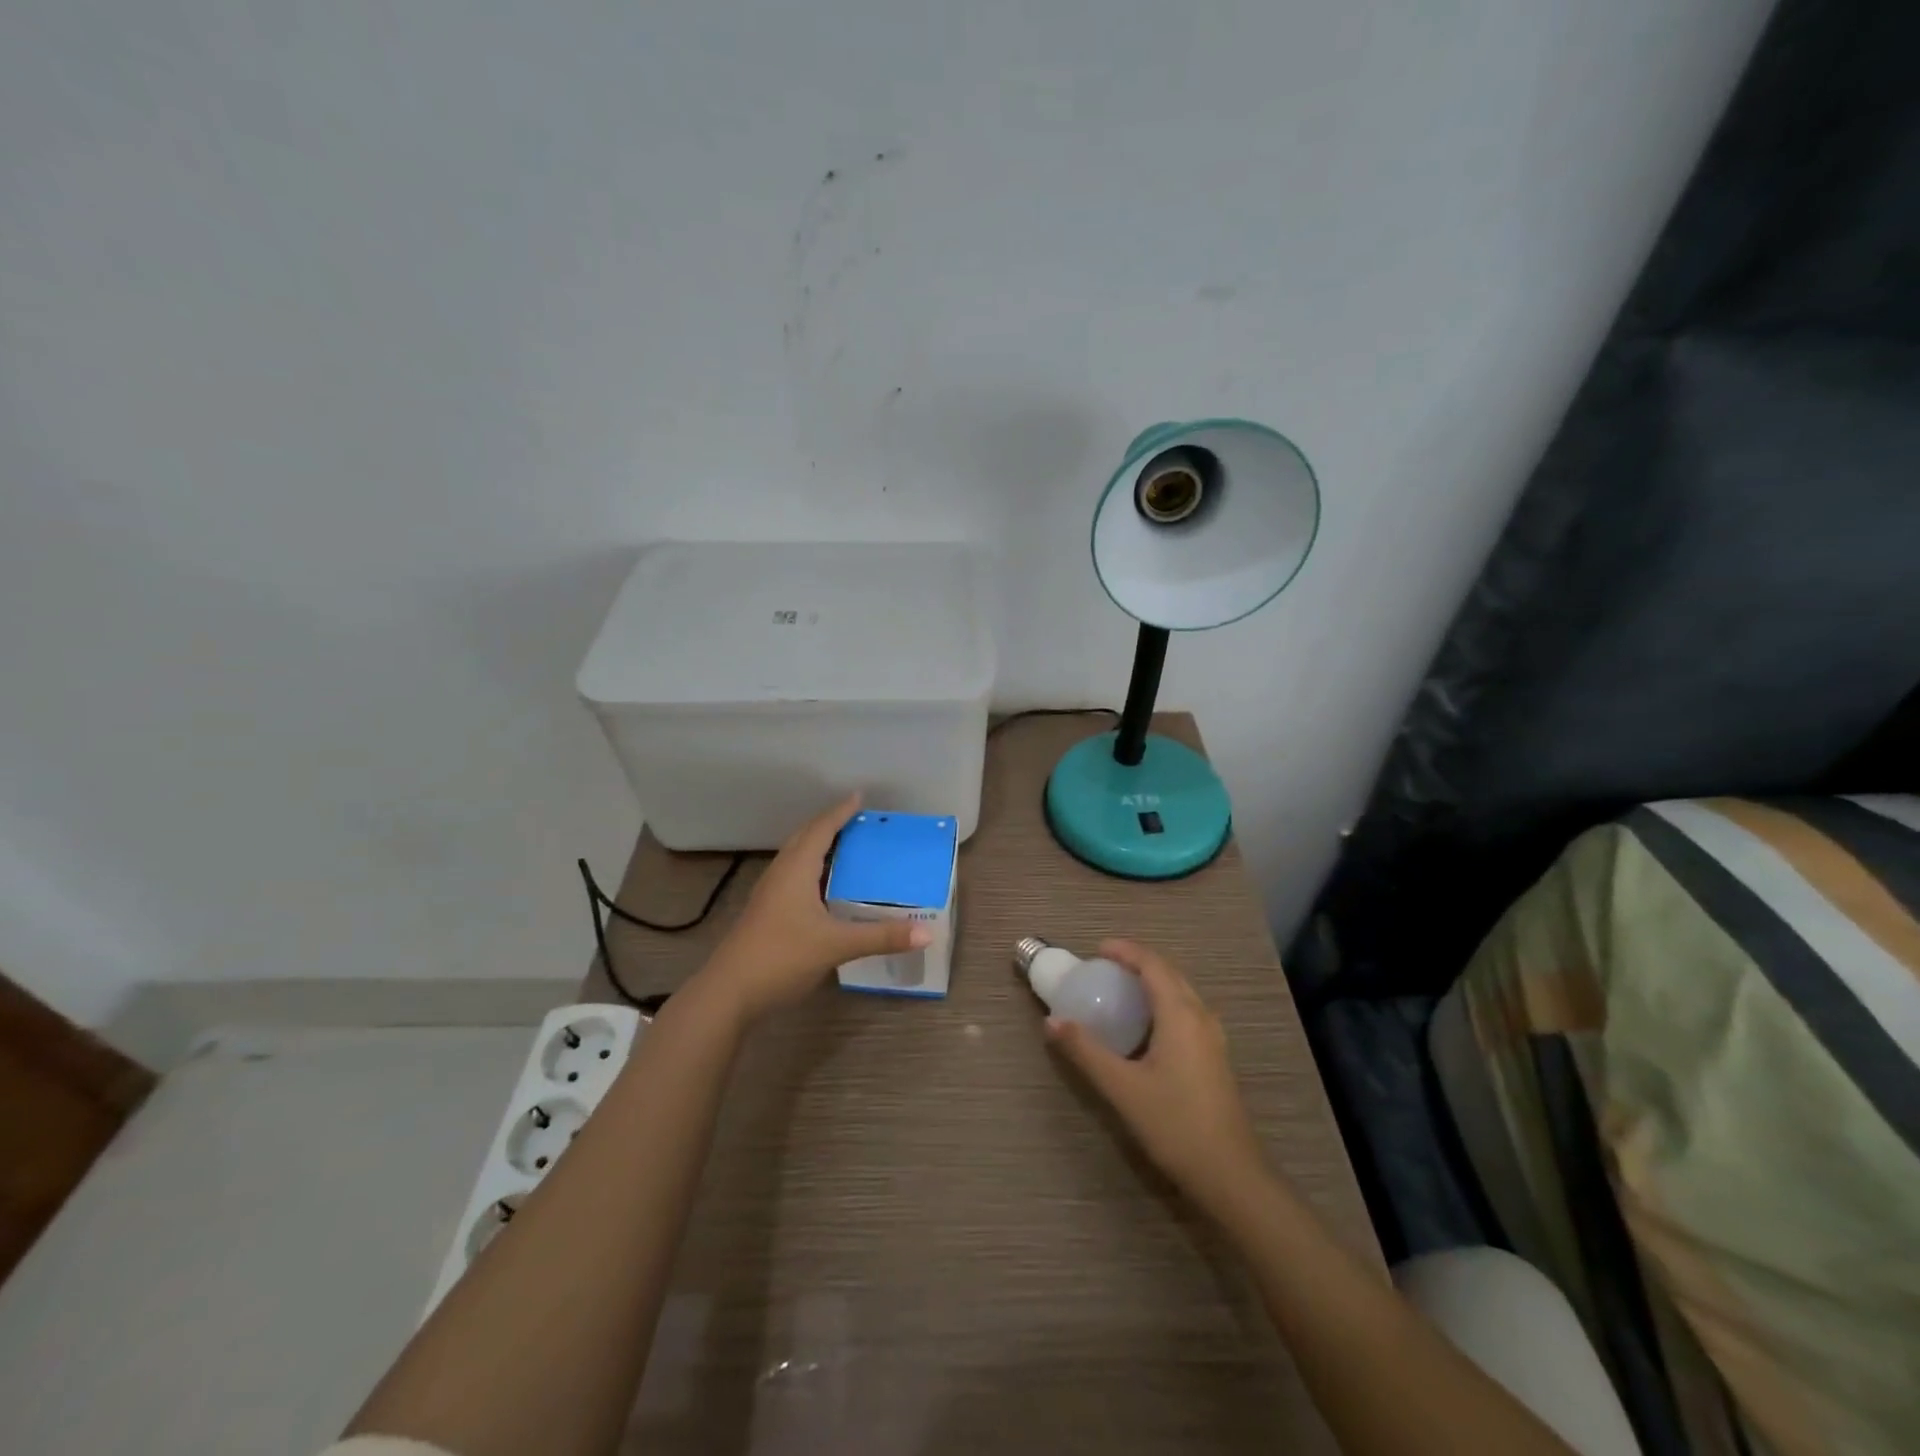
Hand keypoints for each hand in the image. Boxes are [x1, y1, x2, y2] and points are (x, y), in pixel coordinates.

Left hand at [695, 794, 929, 1024]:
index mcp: (796, 870)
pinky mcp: (766, 913)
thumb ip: (881, 937)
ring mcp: (769, 894)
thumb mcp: (836, 945)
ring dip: (818, 846)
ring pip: (796, 858)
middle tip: (856, 820)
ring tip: (845, 847)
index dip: (840, 812)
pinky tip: (824, 887)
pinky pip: (793, 877)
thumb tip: (927, 933)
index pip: (821, 830)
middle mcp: (781, 874)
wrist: (728, 993)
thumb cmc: (781, 957)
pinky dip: (812, 869)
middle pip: (805, 838)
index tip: (859, 797)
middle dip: (829, 825)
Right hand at [1046, 939, 1265, 1211]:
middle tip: (1103, 968)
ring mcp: (1212, 1037)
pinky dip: (1162, 1002)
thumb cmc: (1175, 1124)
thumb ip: (1085, 1051)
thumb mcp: (1122, 1087)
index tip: (1096, 950)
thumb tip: (1052, 1022)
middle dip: (1137, 962)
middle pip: (1169, 972)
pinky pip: (1186, 1011)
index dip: (1125, 950)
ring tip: (1120, 990)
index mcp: (1181, 1014)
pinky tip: (1144, 1026)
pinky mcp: (1214, 1057)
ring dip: (1151, 981)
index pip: (1152, 964)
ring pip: (1181, 992)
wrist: (1231, 1175)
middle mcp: (1200, 1015)